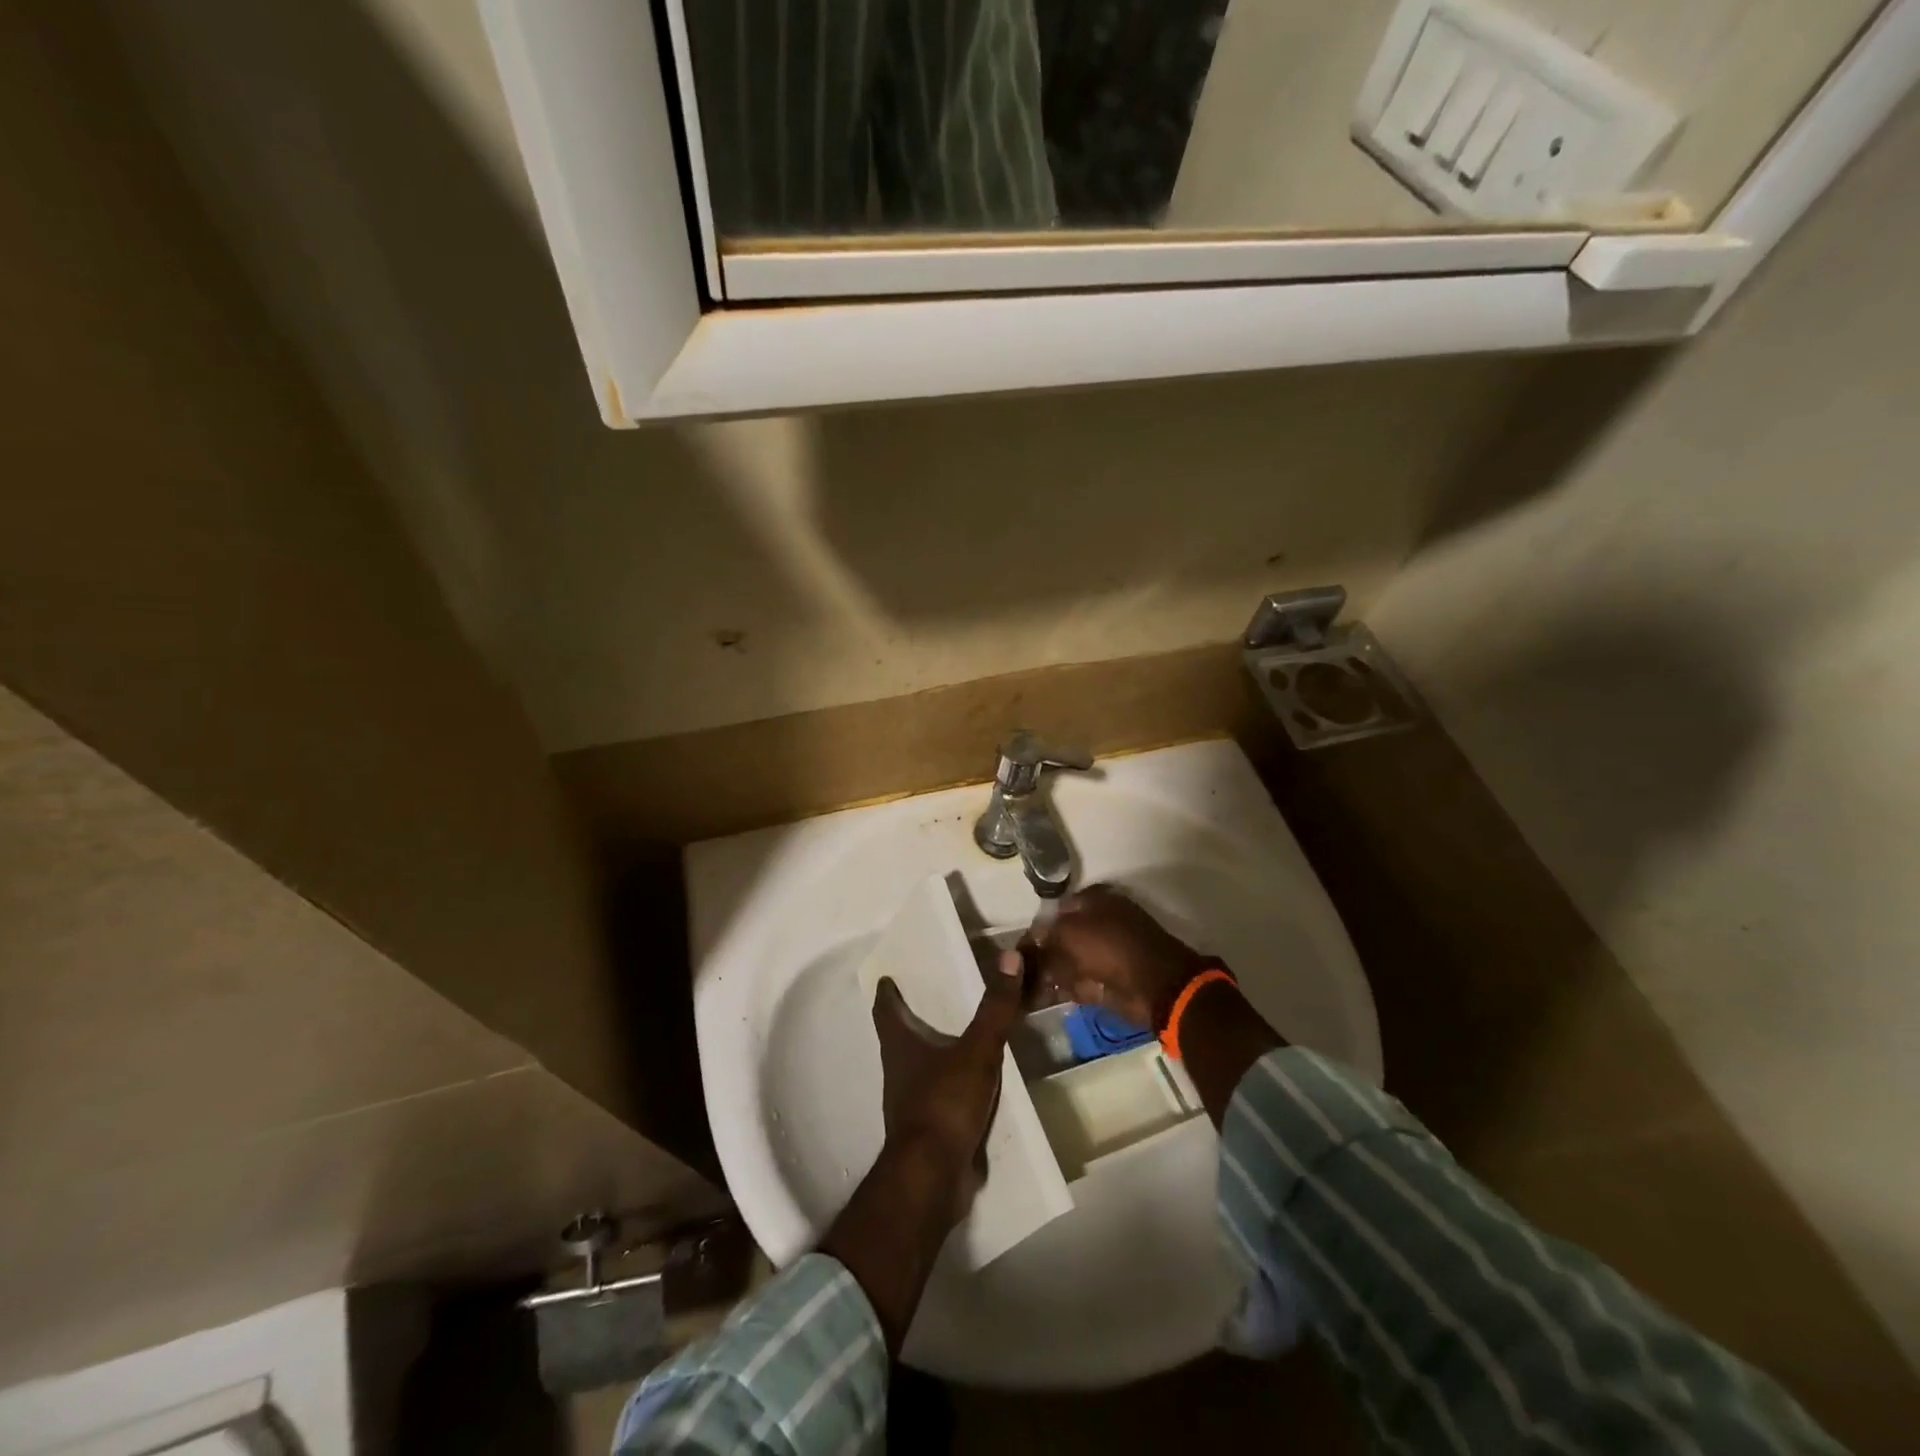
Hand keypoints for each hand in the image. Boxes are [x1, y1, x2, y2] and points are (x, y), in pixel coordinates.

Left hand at [871, 948, 1024, 1223]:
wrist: (933, 1178)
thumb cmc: (944, 1103)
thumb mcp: (977, 1050)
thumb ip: (995, 1008)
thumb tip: (1010, 956)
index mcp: (900, 1047)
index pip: (885, 1012)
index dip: (886, 994)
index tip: (887, 978)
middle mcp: (899, 1072)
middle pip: (898, 1039)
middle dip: (910, 1021)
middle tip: (929, 1000)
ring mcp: (911, 1104)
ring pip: (918, 1069)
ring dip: (932, 1054)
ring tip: (956, 1038)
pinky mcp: (929, 1131)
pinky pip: (940, 1098)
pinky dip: (951, 1086)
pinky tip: (972, 1085)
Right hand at [1030, 884, 1210, 1031]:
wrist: (1156, 986)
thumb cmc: (1110, 948)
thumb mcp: (1069, 934)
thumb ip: (1045, 938)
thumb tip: (1029, 945)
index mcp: (1094, 899)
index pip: (1057, 910)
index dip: (1039, 929)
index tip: (1023, 949)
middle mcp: (1102, 919)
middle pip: (1064, 935)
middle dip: (1046, 953)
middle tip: (1026, 970)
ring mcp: (1110, 949)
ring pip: (1073, 959)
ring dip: (1055, 973)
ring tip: (1035, 986)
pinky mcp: (1115, 976)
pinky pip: (1085, 980)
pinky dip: (1071, 988)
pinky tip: (1053, 996)